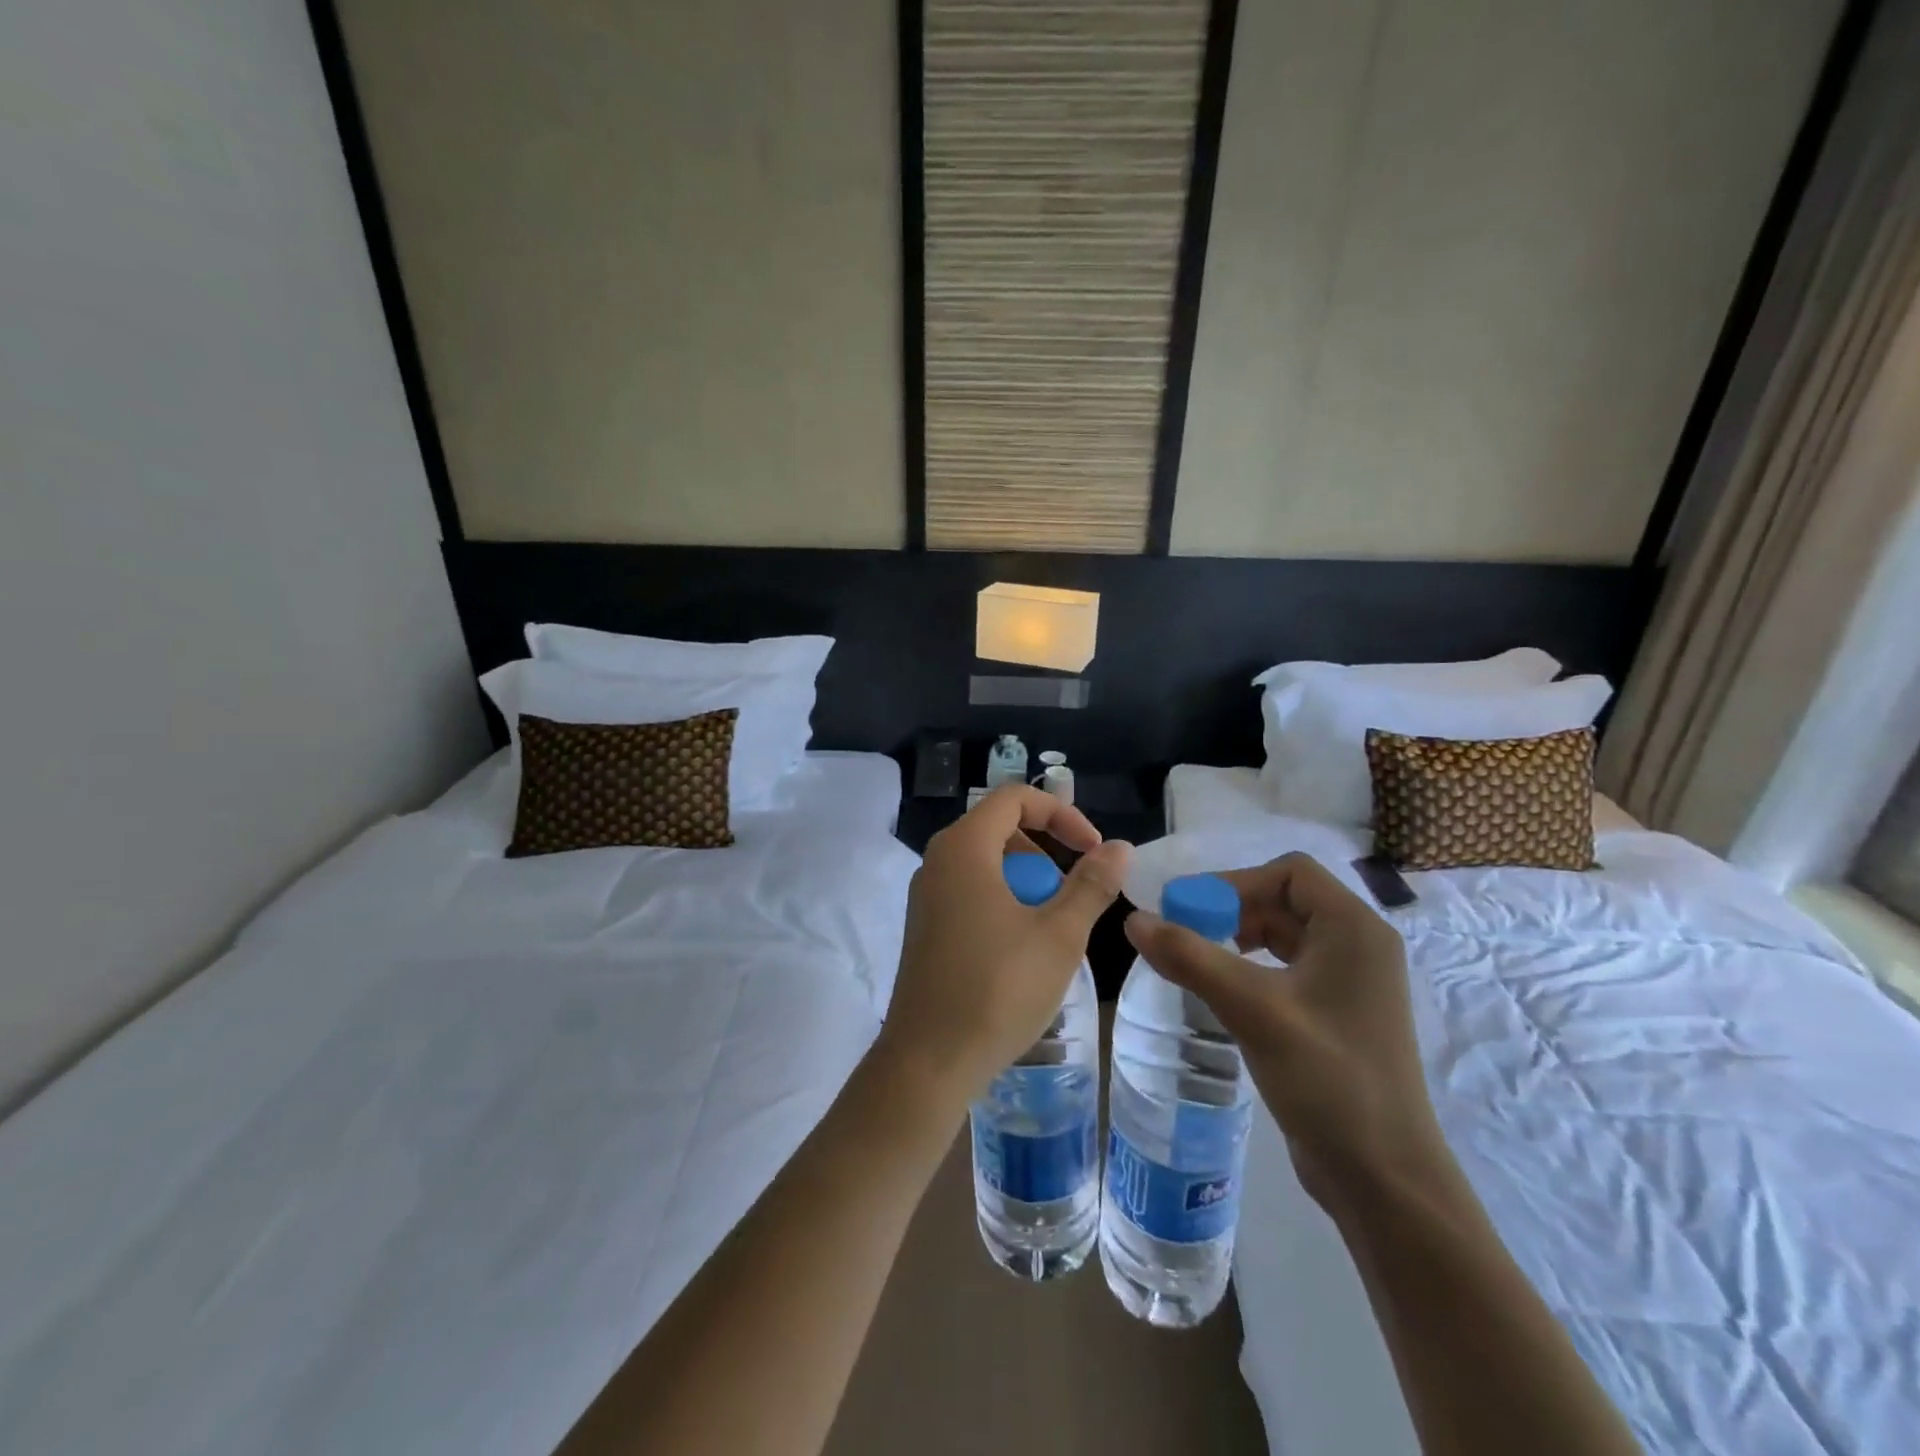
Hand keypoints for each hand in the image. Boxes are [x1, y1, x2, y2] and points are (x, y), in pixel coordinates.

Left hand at [875, 785, 1130, 1114]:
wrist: (928, 1060)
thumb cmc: (998, 989)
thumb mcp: (1059, 935)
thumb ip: (1092, 885)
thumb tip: (1120, 848)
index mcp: (964, 848)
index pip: (1014, 798)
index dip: (1062, 814)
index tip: (1093, 850)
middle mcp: (937, 861)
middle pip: (998, 826)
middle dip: (1045, 848)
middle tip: (1073, 891)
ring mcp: (926, 895)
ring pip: (984, 861)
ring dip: (1025, 877)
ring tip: (1052, 923)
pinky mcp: (924, 925)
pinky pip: (968, 890)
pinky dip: (1002, 899)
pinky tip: (1022, 946)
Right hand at [1124, 853, 1449, 1208]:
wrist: (1384, 1179)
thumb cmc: (1328, 1079)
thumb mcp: (1253, 1009)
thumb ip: (1191, 958)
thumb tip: (1134, 919)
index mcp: (1354, 929)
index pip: (1290, 872)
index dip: (1236, 883)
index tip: (1192, 911)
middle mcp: (1359, 945)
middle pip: (1285, 900)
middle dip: (1232, 911)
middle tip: (1184, 936)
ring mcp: (1352, 983)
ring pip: (1285, 935)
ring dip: (1239, 938)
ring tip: (1199, 962)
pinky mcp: (1339, 1015)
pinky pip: (1289, 969)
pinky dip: (1252, 968)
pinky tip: (1225, 993)